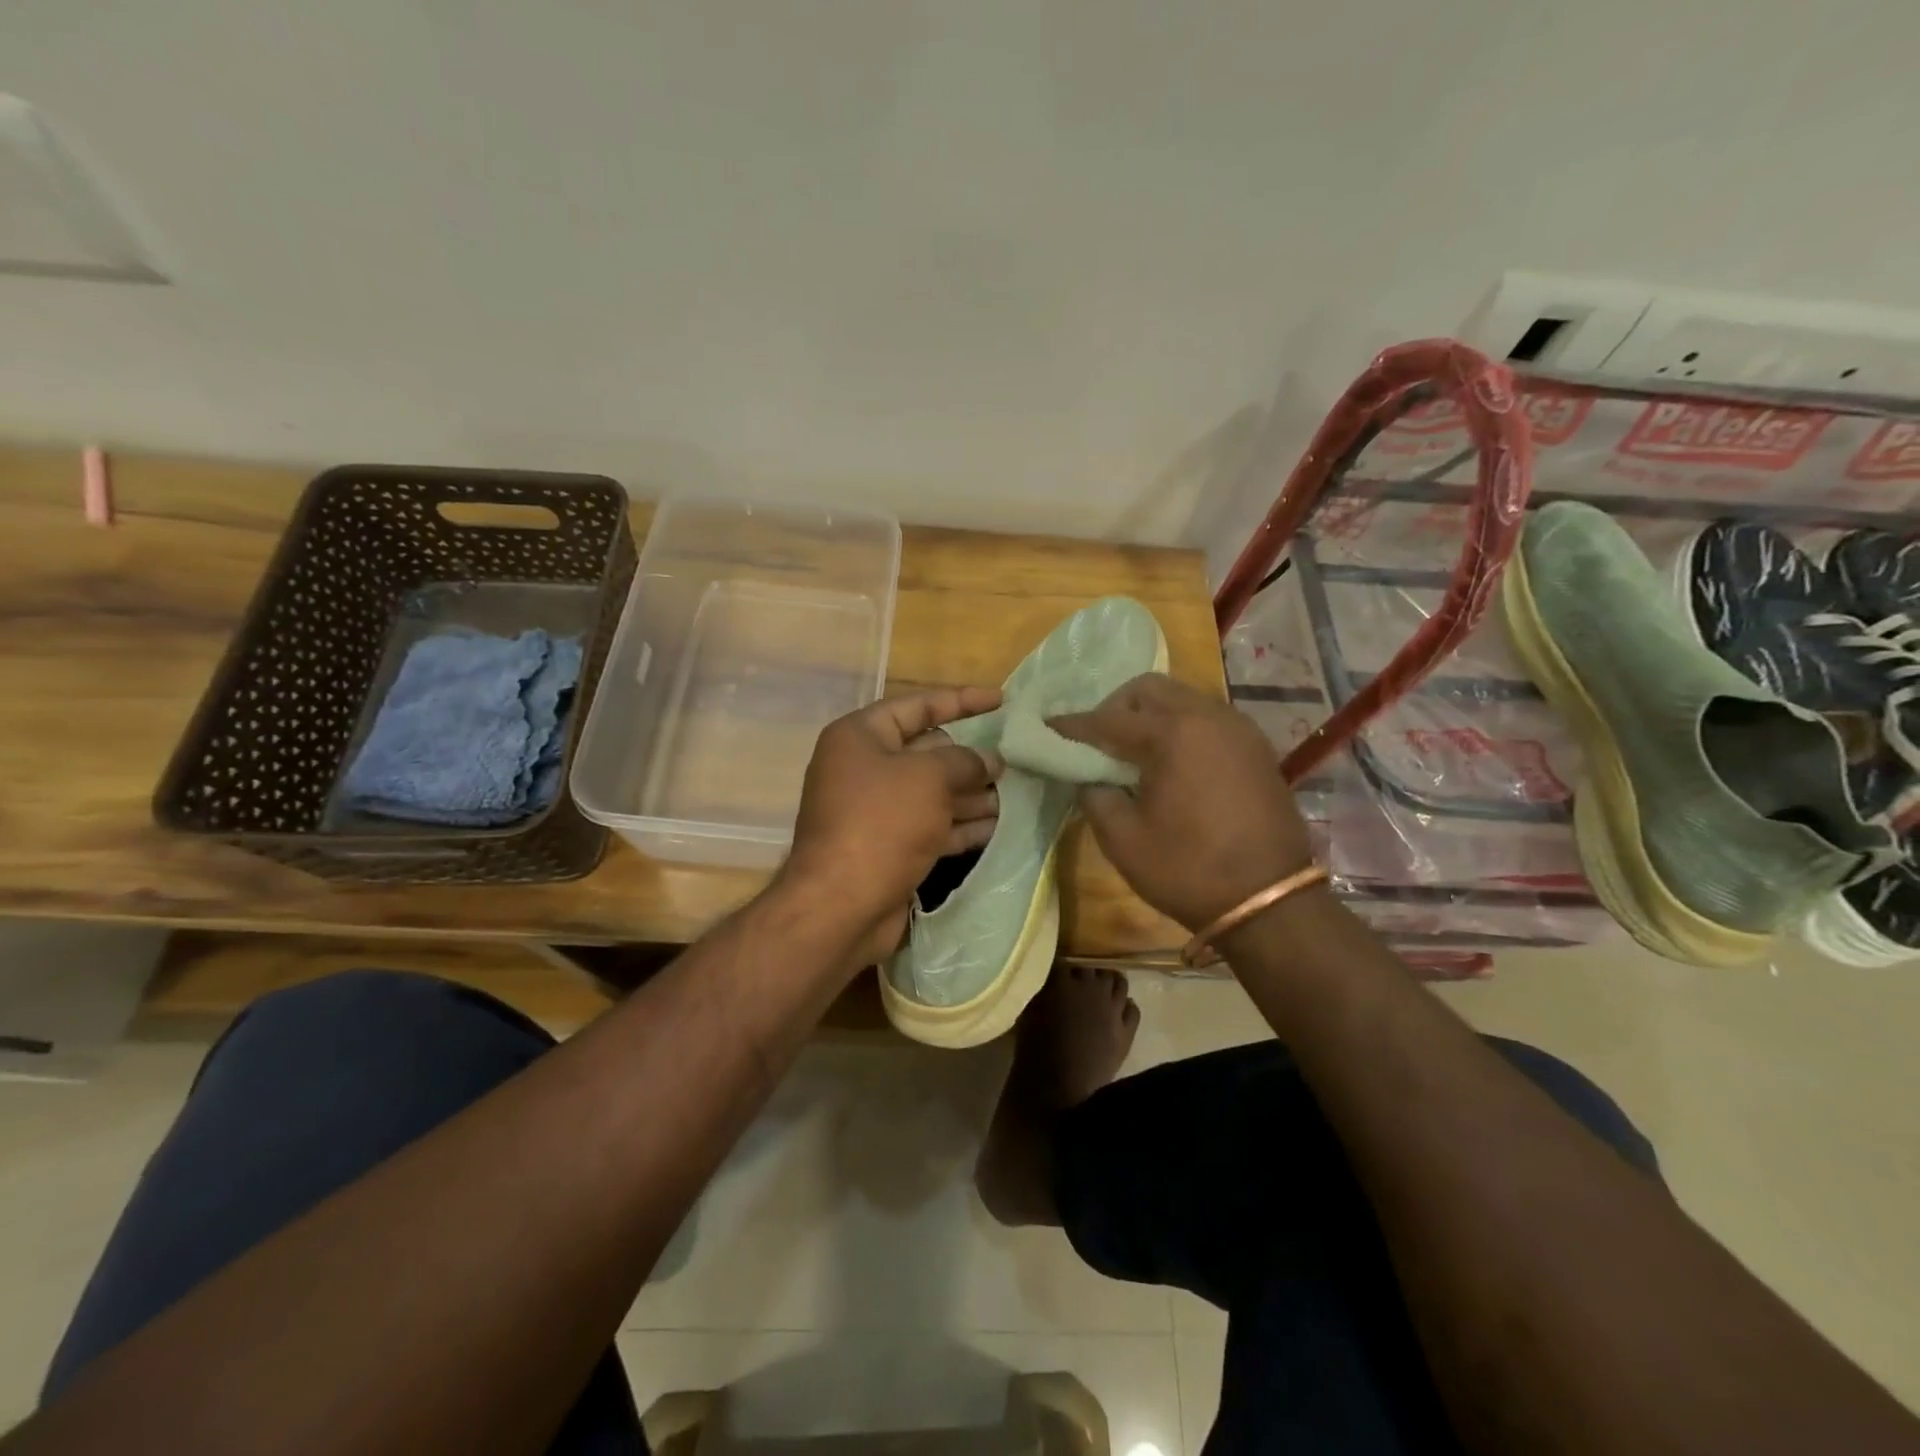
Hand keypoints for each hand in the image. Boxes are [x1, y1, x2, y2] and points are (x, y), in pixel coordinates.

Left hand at [780, 686, 1003, 966]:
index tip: (1002, 700)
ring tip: (1019, 792)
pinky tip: (999, 825)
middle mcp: (864, 768)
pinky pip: (932, 826)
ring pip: (933, 792)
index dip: (961, 700)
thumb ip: (965, 762)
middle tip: (1016, 757)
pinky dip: (962, 825)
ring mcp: (876, 811)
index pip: (917, 706)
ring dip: (973, 793)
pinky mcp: (889, 847)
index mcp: (860, 736)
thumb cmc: (881, 823)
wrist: (840, 906)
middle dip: (971, 756)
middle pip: (927, 751)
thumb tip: (989, 760)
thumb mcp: (928, 778)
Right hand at [1051, 673, 1313, 931]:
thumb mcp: (1123, 839)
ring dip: (1152, 715)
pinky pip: (1208, 719)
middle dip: (1116, 707)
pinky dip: (1182, 728)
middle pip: (1149, 689)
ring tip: (1136, 753)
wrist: (1270, 902)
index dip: (1073, 726)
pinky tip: (1173, 763)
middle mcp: (1208, 717)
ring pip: (1182, 699)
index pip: (1108, 719)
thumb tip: (1088, 777)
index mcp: (1172, 734)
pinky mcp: (1256, 748)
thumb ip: (1094, 795)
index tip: (1048, 728)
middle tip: (1099, 742)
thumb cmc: (1188, 870)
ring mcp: (1238, 729)